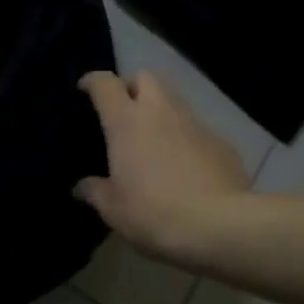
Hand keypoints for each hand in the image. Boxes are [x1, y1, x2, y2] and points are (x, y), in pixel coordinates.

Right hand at [75, 72, 251, 269]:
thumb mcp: (113, 208)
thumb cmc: (153, 212)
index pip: (105, 84)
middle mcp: (160, 112)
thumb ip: (94, 191)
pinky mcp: (223, 143)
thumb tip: (81, 187)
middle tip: (124, 110)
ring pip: (174, 100)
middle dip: (132, 86)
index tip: (85, 89)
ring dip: (160, 111)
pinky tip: (185, 165)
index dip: (92, 81)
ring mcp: (195, 124)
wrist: (220, 225)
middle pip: (145, 77)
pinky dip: (186, 138)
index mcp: (126, 122)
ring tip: (154, 138)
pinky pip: (198, 130)